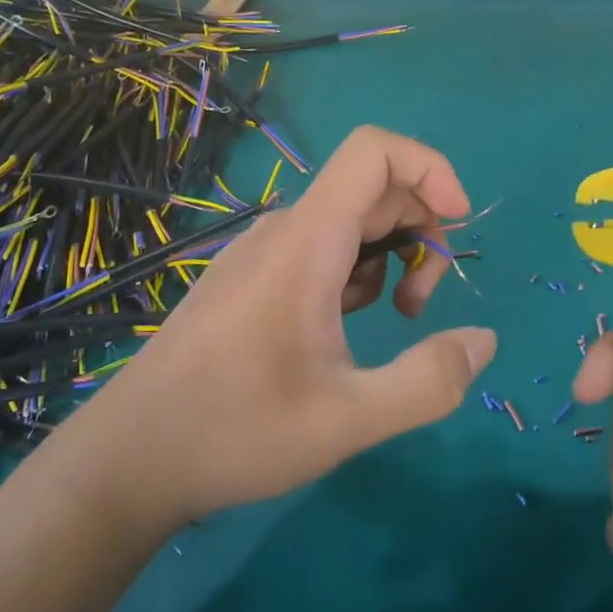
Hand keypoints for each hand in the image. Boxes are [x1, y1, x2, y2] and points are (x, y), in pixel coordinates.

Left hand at [76, 126, 496, 526]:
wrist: (128, 459)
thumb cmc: (236, 432)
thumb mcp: (350, 418)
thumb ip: (429, 380)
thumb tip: (484, 340)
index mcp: (308, 241)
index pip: (375, 151)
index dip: (430, 168)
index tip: (458, 224)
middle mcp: (283, 231)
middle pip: (372, 189)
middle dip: (419, 233)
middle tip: (421, 307)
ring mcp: (261, 254)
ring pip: (346, 223)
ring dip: (388, 258)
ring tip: (389, 322)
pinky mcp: (249, 279)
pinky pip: (318, 251)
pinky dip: (353, 274)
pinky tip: (342, 332)